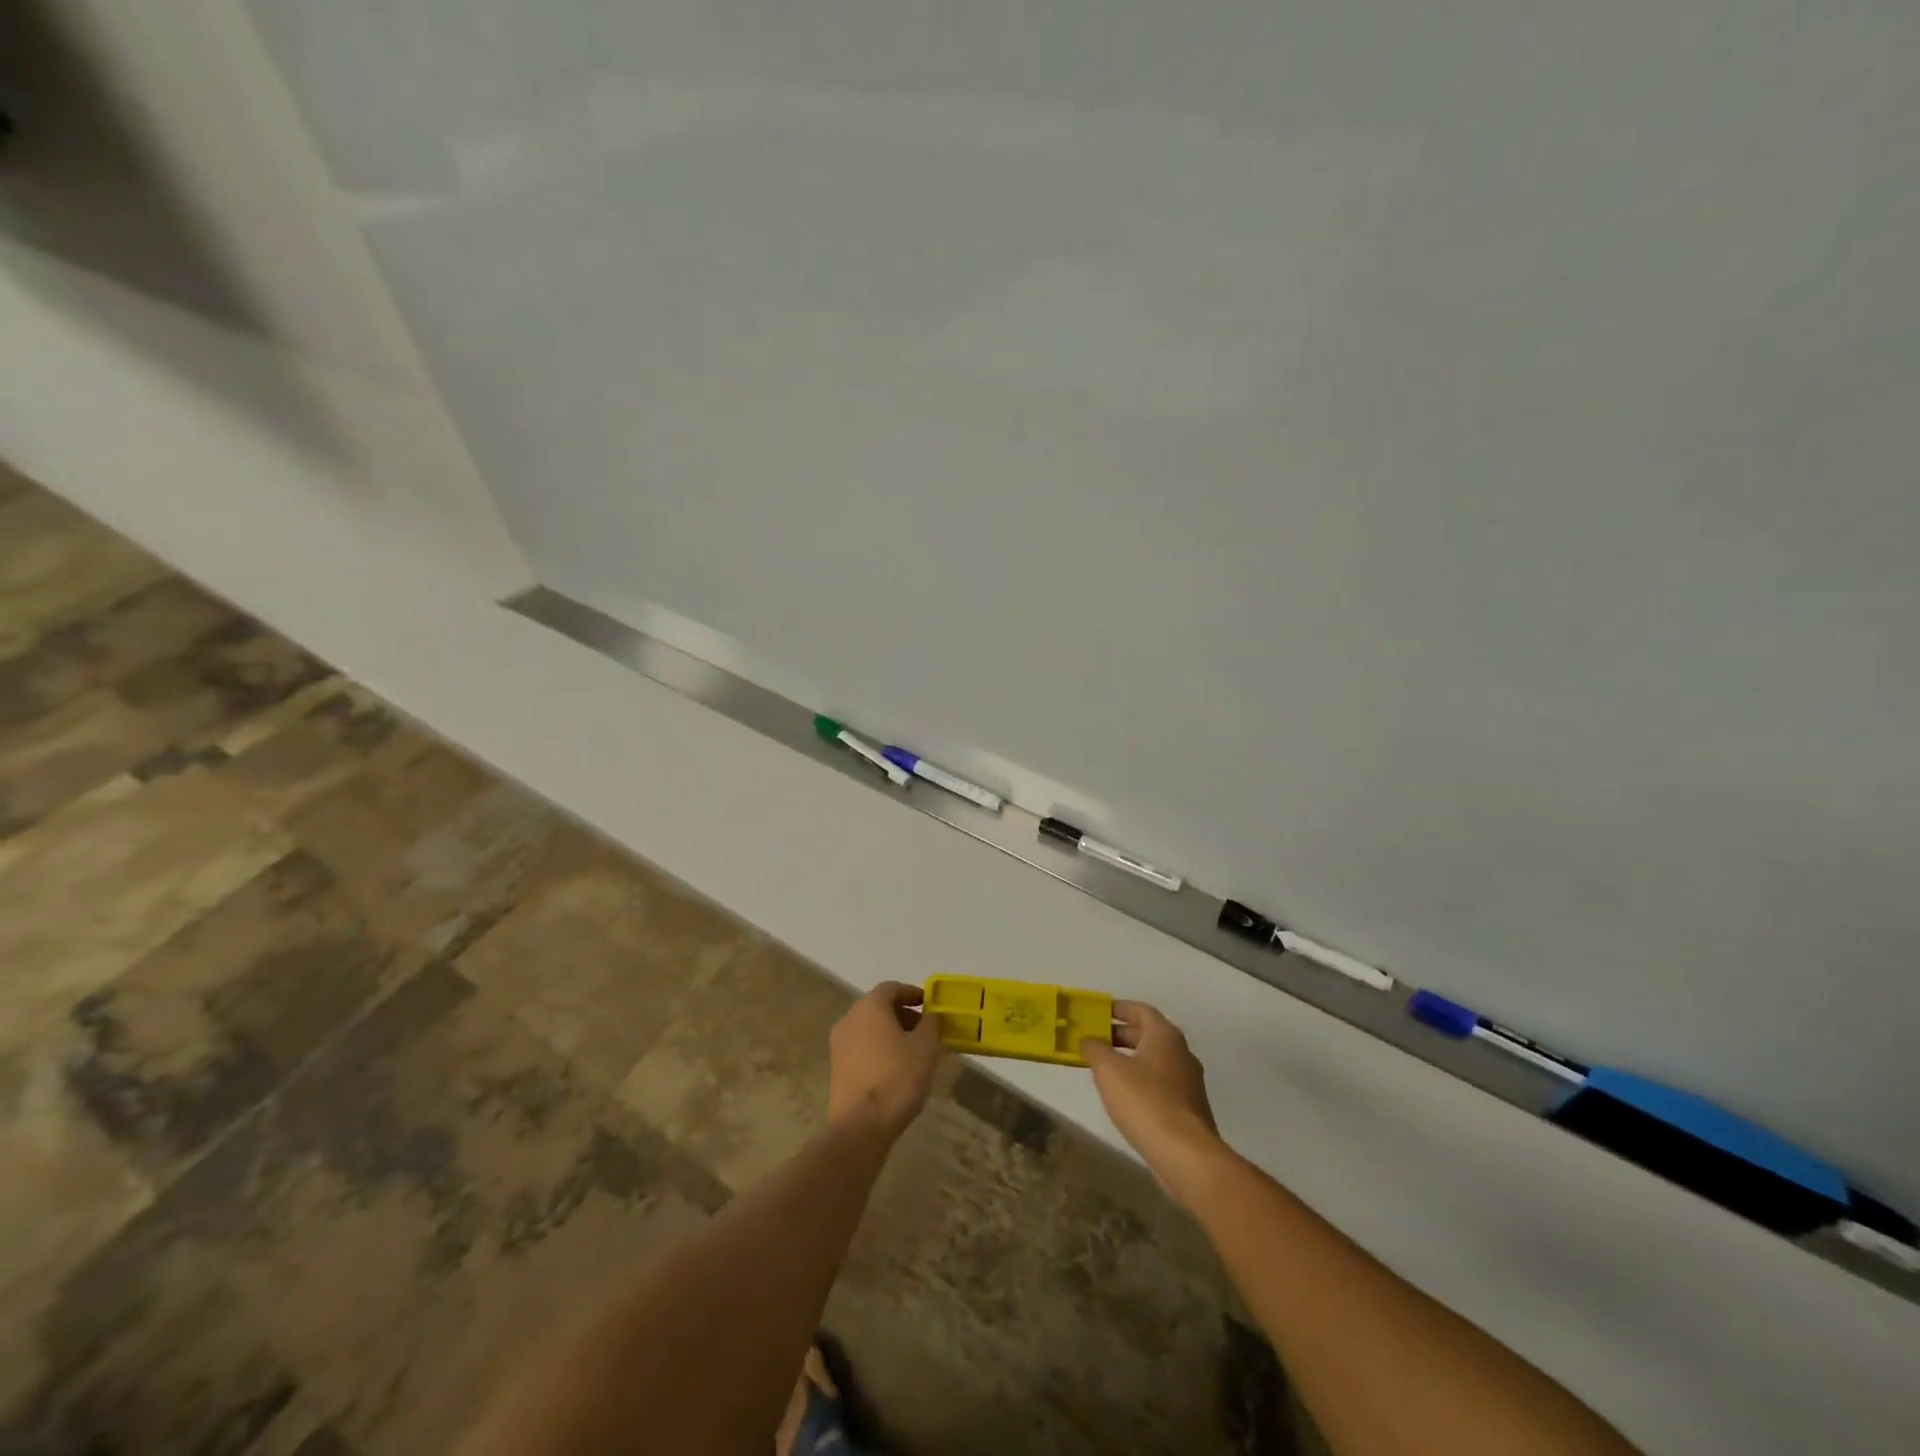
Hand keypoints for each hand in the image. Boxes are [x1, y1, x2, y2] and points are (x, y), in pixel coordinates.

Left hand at [828, 981, 943, 1138]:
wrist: (861, 1126)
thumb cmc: (897, 1078)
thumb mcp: (926, 1047)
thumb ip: (931, 1024)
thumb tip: (930, 1015)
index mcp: (869, 1007)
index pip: (891, 988)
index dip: (912, 993)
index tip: (929, 1004)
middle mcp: (849, 1018)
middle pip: (878, 1007)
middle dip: (902, 1014)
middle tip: (924, 1028)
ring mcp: (838, 1044)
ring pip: (868, 1028)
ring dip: (890, 1032)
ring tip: (913, 1050)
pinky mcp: (836, 1067)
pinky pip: (861, 1047)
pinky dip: (878, 1048)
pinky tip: (895, 1067)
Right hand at [1082, 1001, 1224, 1199]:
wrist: (1185, 1154)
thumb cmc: (1145, 1101)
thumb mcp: (1109, 1070)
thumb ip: (1095, 1049)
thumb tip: (1088, 1039)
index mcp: (1165, 1036)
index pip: (1140, 1010)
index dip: (1118, 1008)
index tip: (1096, 1012)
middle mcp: (1181, 1053)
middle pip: (1148, 1034)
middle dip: (1120, 1035)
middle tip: (1094, 1040)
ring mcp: (1189, 1082)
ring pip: (1155, 1060)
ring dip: (1130, 1059)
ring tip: (1104, 1069)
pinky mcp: (1189, 1108)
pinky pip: (1161, 1084)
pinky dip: (1141, 1081)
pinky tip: (1124, 1097)